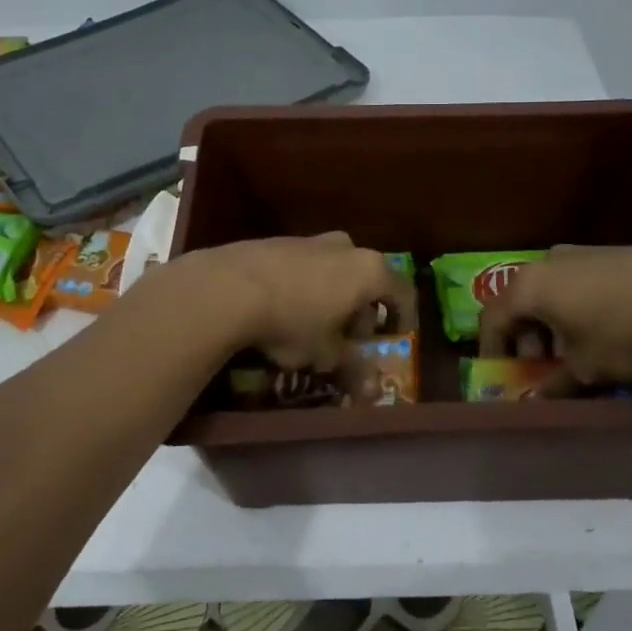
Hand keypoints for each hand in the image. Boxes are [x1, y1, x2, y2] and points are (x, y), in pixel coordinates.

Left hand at [178, 233, 415, 371]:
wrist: (228, 287)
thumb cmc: (292, 321)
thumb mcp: (326, 353)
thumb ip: (354, 369)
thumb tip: (374, 391)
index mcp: (369, 270)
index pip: (403, 291)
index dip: (403, 317)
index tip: (395, 337)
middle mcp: (346, 247)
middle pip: (368, 279)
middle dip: (363, 310)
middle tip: (350, 338)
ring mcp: (310, 240)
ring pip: (336, 270)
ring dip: (334, 297)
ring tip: (315, 326)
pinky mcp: (278, 241)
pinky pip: (306, 266)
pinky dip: (307, 286)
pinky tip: (285, 309)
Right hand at [478, 244, 631, 388]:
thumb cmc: (623, 330)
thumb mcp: (587, 369)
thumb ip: (555, 384)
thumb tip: (538, 398)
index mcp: (529, 288)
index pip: (491, 318)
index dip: (491, 349)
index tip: (500, 374)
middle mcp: (544, 263)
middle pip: (519, 302)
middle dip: (524, 338)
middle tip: (541, 367)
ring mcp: (576, 253)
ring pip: (547, 292)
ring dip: (549, 323)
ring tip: (573, 351)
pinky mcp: (604, 253)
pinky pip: (572, 283)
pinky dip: (572, 308)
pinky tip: (599, 329)